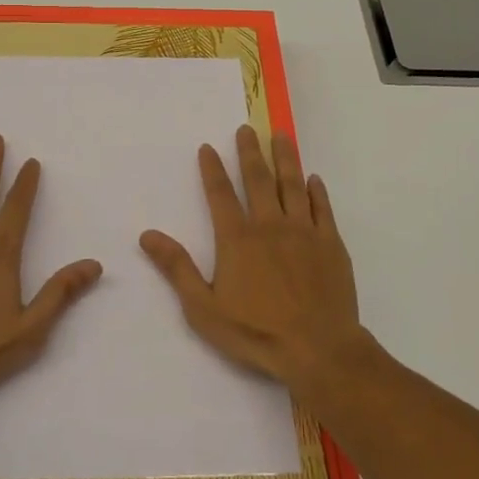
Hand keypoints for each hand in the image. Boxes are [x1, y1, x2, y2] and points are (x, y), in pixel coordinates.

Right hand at [140, 126, 366, 389]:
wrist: (318, 349)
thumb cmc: (256, 332)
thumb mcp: (204, 307)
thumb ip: (177, 268)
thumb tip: (147, 235)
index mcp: (238, 239)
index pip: (220, 194)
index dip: (212, 169)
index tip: (208, 147)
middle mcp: (270, 225)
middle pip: (258, 179)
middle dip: (250, 152)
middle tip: (247, 129)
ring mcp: (303, 232)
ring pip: (292, 185)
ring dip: (285, 158)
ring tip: (281, 136)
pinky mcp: (331, 244)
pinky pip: (322, 208)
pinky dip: (317, 191)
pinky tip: (314, 179)